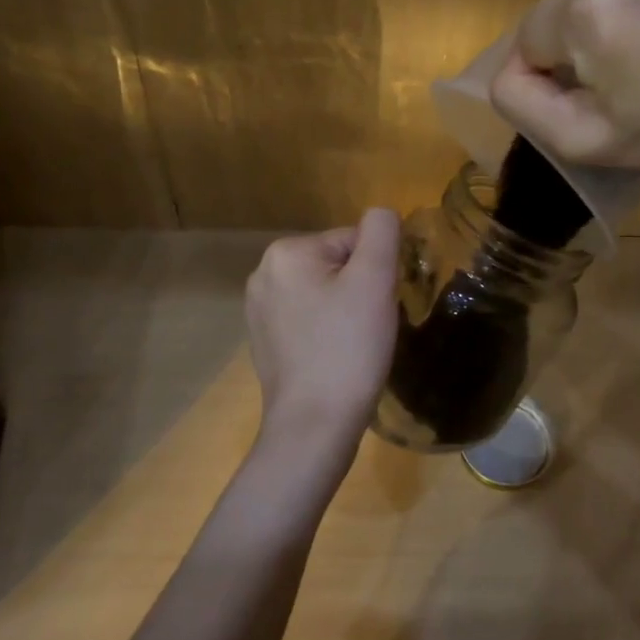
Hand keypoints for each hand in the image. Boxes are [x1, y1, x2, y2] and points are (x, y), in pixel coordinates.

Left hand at [245, 209, 401, 482]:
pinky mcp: (264, 341)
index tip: (377, 307)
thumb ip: (381, 232)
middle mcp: (263, 274)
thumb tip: (381, 214)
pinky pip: (309, 320)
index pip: (353, 241)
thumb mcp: (375, 280)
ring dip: (345, 311)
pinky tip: (334, 358)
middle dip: (359, 290)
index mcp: (286, 252)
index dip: (376, 271)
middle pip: (336, 265)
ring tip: (353, 345)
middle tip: (367, 327)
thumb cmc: (348, 348)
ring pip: (324, 293)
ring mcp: (258, 310)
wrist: (314, 425)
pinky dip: (327, 332)